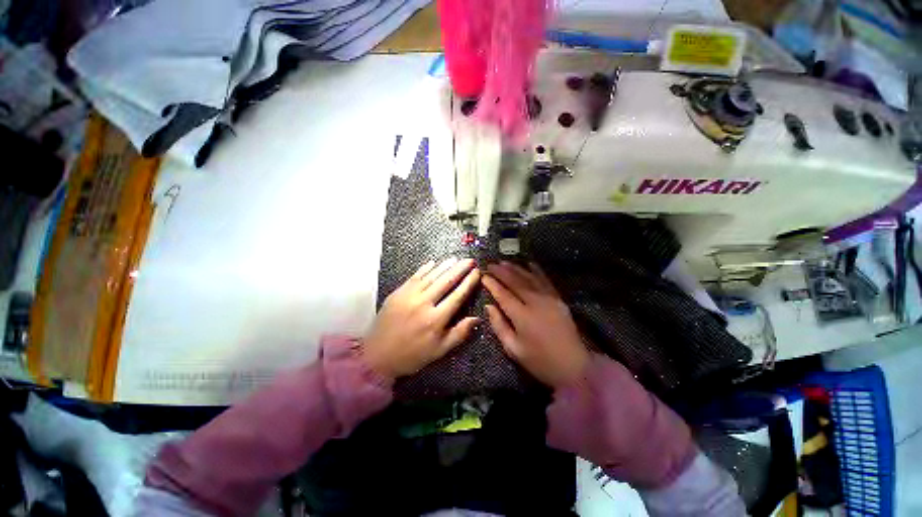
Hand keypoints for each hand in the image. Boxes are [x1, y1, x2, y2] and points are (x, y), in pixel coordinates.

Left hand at [362, 258, 480, 378]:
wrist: (376, 355)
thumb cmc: (412, 355)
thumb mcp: (439, 351)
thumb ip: (459, 333)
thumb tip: (477, 318)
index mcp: (436, 319)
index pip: (457, 296)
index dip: (469, 282)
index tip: (477, 272)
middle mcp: (424, 304)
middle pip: (446, 281)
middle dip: (460, 269)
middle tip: (470, 260)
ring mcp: (409, 296)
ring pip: (431, 276)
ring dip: (444, 266)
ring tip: (456, 258)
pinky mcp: (398, 293)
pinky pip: (414, 277)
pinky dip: (425, 268)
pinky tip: (433, 262)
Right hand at [483, 262, 588, 387]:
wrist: (574, 366)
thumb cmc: (540, 361)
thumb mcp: (514, 349)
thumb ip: (499, 325)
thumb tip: (489, 306)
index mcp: (522, 316)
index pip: (503, 294)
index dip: (492, 284)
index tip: (483, 275)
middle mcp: (535, 303)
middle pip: (515, 282)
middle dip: (501, 272)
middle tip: (490, 264)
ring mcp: (549, 299)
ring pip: (529, 278)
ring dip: (516, 268)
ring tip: (504, 262)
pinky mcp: (558, 299)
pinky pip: (546, 280)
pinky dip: (537, 271)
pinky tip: (529, 263)